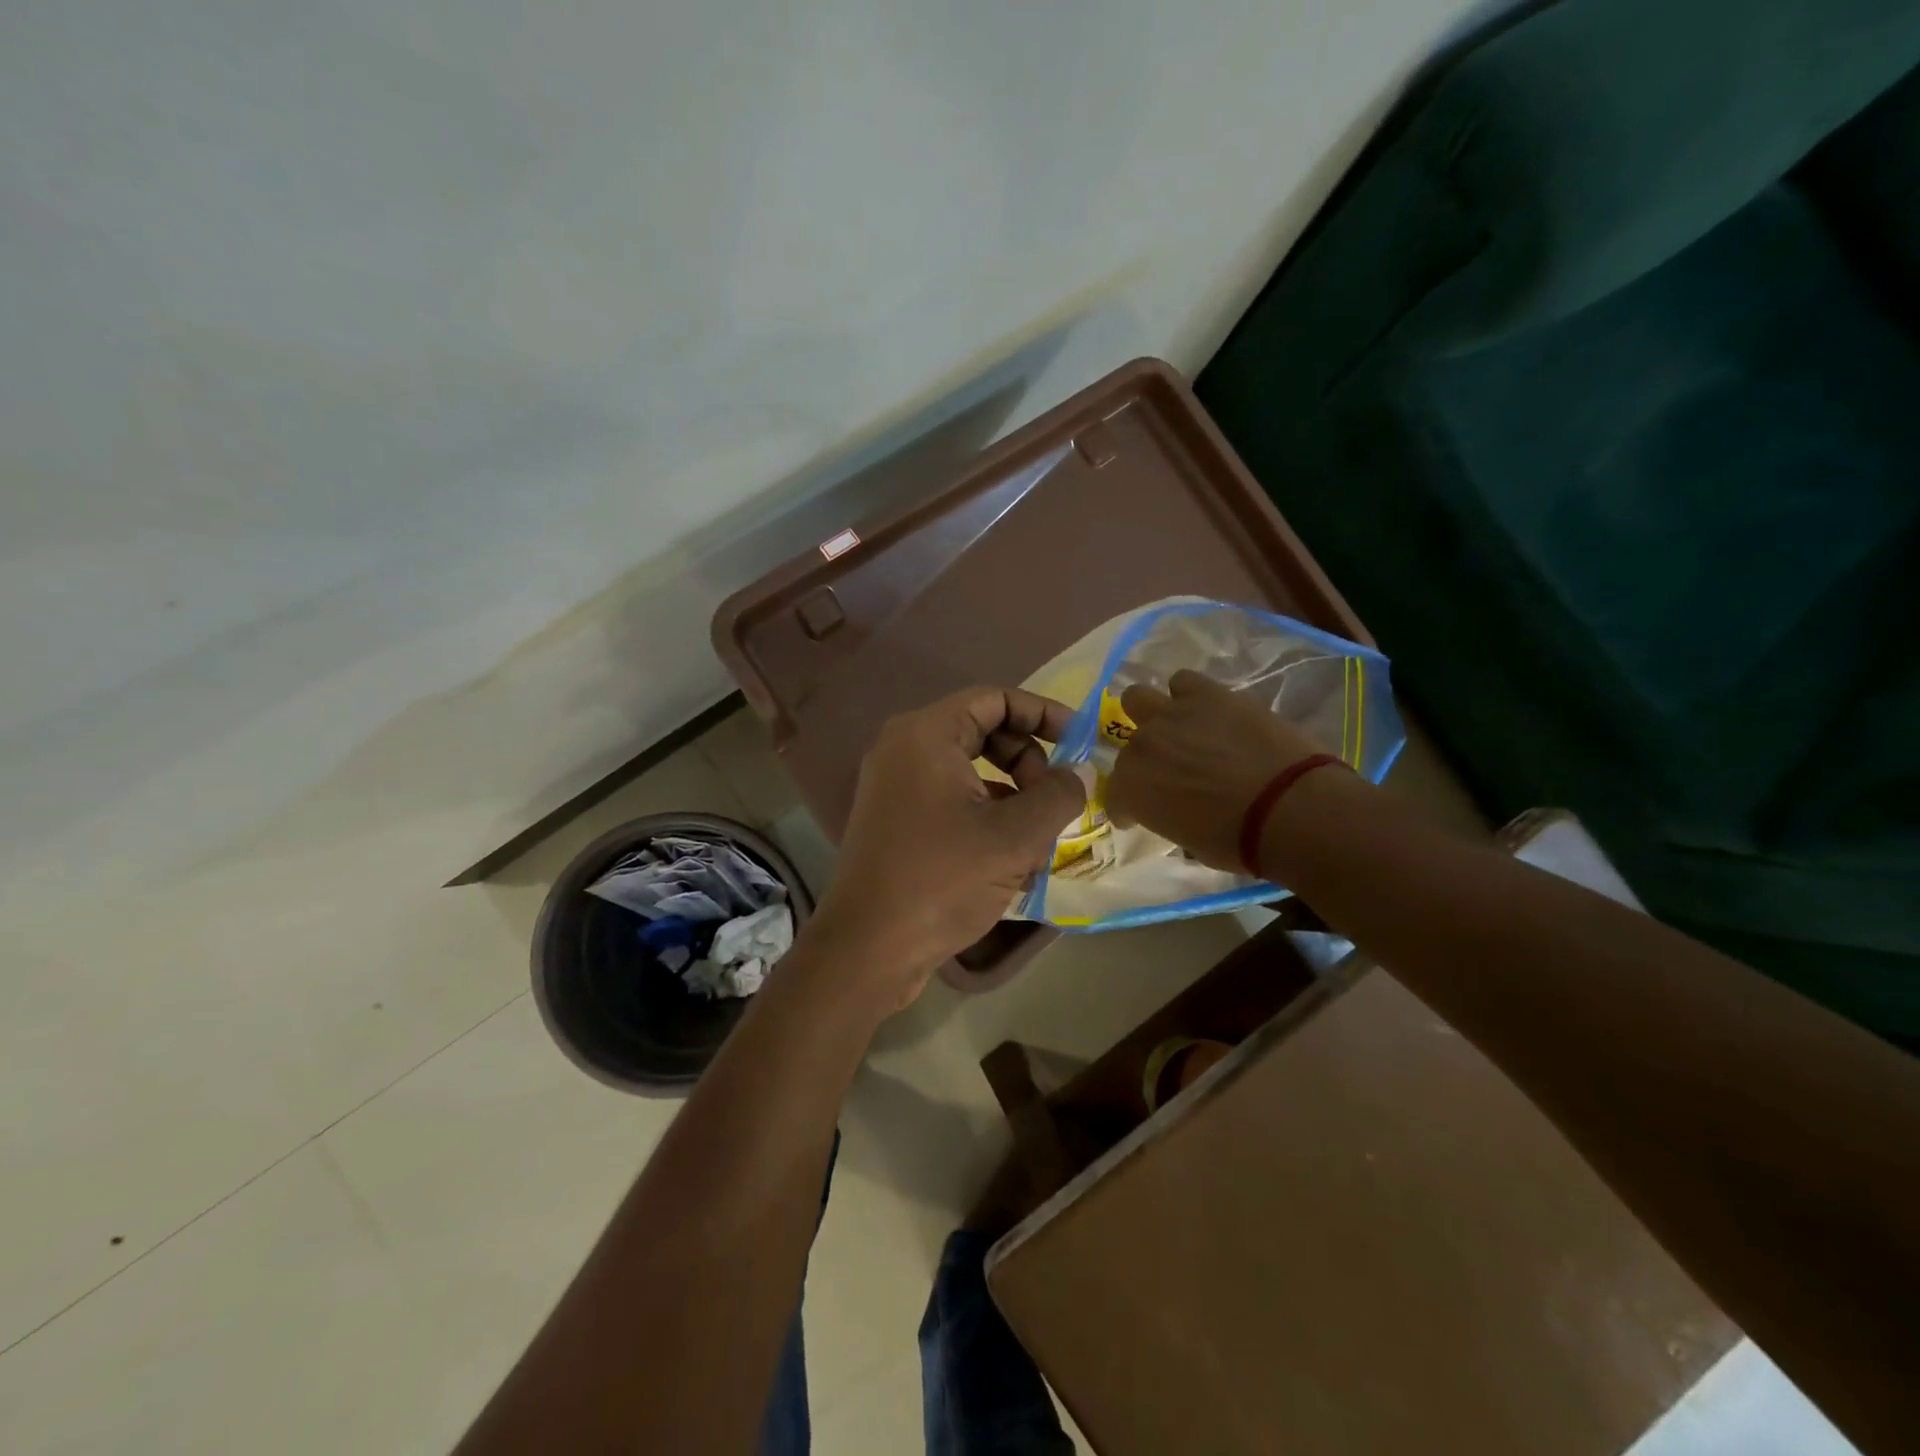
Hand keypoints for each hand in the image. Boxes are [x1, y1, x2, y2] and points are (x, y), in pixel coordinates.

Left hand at [810, 687, 1088, 1009]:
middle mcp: (904, 748)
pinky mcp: (896, 819)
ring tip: (1037, 840)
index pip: (995, 699)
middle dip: (1028, 760)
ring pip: (971, 769)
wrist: (868, 948)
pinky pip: (952, 798)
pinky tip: (1010, 860)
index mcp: (926, 734)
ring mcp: (895, 785)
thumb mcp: (1015, 837)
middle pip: (983, 731)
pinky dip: (986, 815)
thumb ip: (1059, 795)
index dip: (1043, 713)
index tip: (1080, 741)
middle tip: (1053, 800)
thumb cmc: (942, 880)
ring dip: (1012, 794)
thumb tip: (1083, 772)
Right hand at [1105, 669, 1321, 869]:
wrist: (1289, 808)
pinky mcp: (1209, 694)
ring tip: (1180, 731)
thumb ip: (1170, 815)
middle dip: (1144, 760)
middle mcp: (1143, 746)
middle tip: (1168, 772)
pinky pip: (1184, 682)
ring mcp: (1173, 715)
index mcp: (1132, 787)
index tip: (1139, 816)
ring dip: (1154, 716)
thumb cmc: (1238, 841)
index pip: (1116, 795)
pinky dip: (1189, 696)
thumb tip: (1177, 809)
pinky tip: (1207, 712)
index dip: (1128, 807)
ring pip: (1139, 698)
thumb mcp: (1191, 843)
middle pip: (1129, 746)